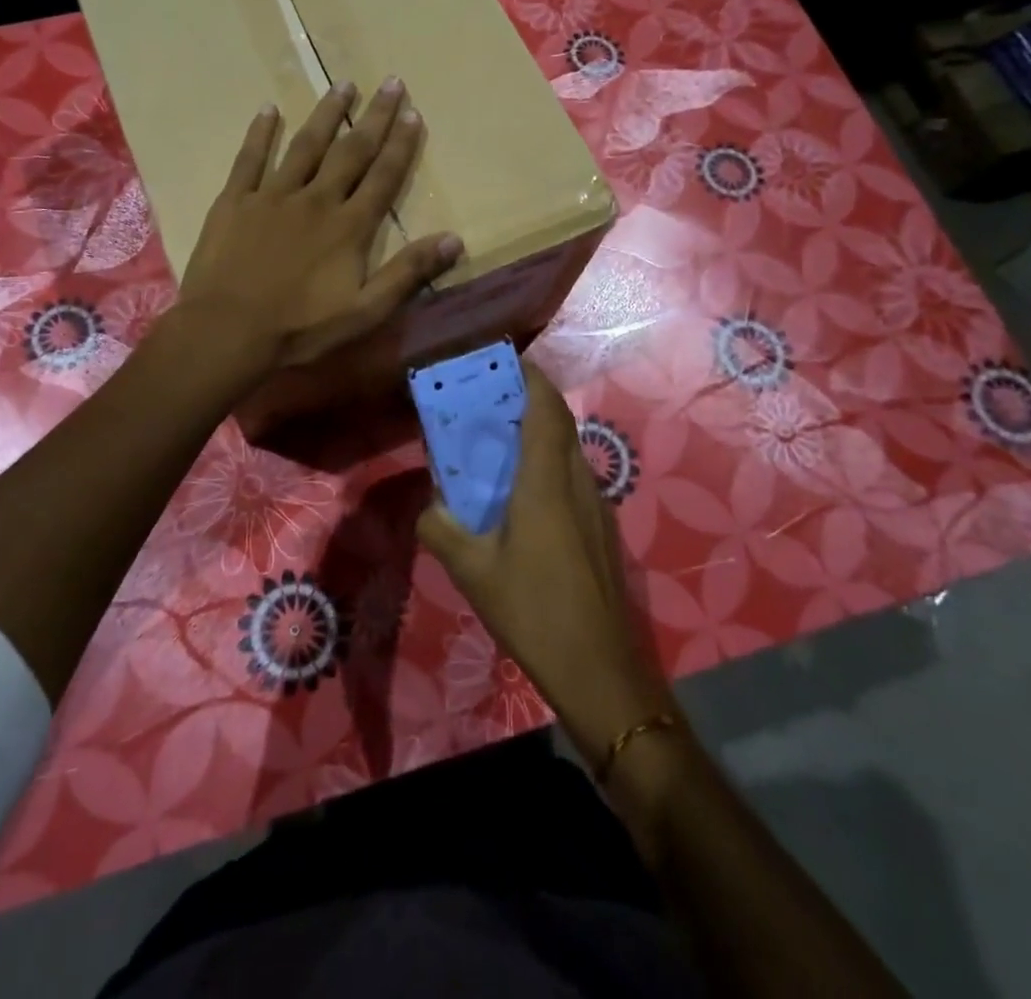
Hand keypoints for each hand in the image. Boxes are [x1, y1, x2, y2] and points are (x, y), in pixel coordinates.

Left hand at [181, 79, 461, 374]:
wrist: (227, 331)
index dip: (401, 145)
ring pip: (305, 146)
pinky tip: (268, 109)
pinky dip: (260, 133)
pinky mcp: (235, 201)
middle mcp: (315, 200)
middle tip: (391, 83)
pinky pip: (249, 159)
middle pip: (351, 151)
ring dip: (327, 114)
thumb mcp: (364, 311)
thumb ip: (407, 273)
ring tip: (343, 84)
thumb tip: (454, 240)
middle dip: (374, 117)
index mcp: (348, 227)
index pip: (383, 177)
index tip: (414, 112)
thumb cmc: (299, 328)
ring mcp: (272, 196)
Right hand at [417, 364, 674, 766]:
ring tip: (502, 441)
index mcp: (546, 482)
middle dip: (532, 400)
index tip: (508, 361)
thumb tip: (428, 505)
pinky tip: (524, 494)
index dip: (532, 378)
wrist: (599, 668)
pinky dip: (550, 464)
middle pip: (560, 424)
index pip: (545, 410)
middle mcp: (577, 483)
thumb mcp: (472, 571)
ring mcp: (597, 507)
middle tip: (492, 399)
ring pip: (570, 451)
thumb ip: (441, 529)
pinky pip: (574, 478)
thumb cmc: (533, 611)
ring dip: (542, 433)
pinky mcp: (602, 530)